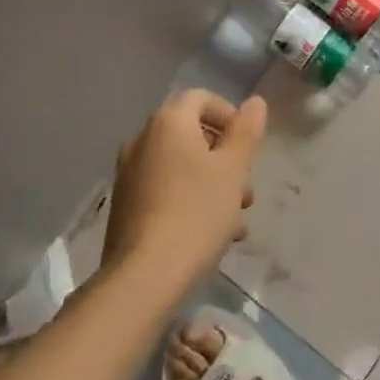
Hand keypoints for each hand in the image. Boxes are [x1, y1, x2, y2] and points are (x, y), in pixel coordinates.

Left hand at [103, 89, 266, 289]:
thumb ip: (246, 132)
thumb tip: (255, 102)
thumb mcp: (233, 171)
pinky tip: (210, 237)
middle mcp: (142, 139)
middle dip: (224, 158)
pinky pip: (164, 190)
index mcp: (168, 122)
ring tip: (235, 222)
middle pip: (191, 135)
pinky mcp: (124, 207)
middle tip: (246, 190)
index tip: (248, 148)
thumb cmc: (196, 215)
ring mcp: (129, 174)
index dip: (229, 116)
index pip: (202, 99)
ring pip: (180, 167)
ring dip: (211, 184)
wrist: (142, 280)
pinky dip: (188, 201)